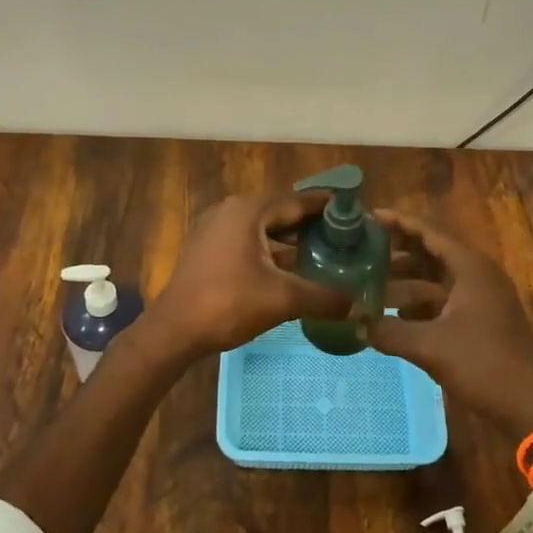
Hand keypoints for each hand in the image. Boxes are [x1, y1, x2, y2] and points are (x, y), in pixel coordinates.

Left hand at [138, 192, 351, 361]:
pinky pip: (248, 240)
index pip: (298, 200)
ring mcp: (215, 228)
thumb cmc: (227, 304)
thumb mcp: (283, 299)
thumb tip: (359, 304)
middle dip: (312, 224)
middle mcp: (231, 210)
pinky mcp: (207, 248)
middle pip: (281, 212)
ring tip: (324, 252)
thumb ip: (324, 297)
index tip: (356, 213)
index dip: (329, 207)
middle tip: (346, 237)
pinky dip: (271, 250)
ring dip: (291, 239)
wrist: (173, 332)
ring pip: (264, 228)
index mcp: (249, 210)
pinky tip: (290, 269)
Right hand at [368, 211, 532, 439]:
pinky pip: (443, 301)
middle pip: (431, 253)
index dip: (398, 223)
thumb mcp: (431, 346)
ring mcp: (481, 299)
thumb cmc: (483, 365)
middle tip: (362, 251)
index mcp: (470, 267)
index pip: (428, 232)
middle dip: (397, 253)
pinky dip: (418, 304)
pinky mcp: (480, 321)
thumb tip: (354, 322)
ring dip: (405, 282)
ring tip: (369, 285)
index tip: (368, 217)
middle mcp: (477, 275)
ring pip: (436, 280)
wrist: (530, 407)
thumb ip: (389, 331)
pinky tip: (392, 316)